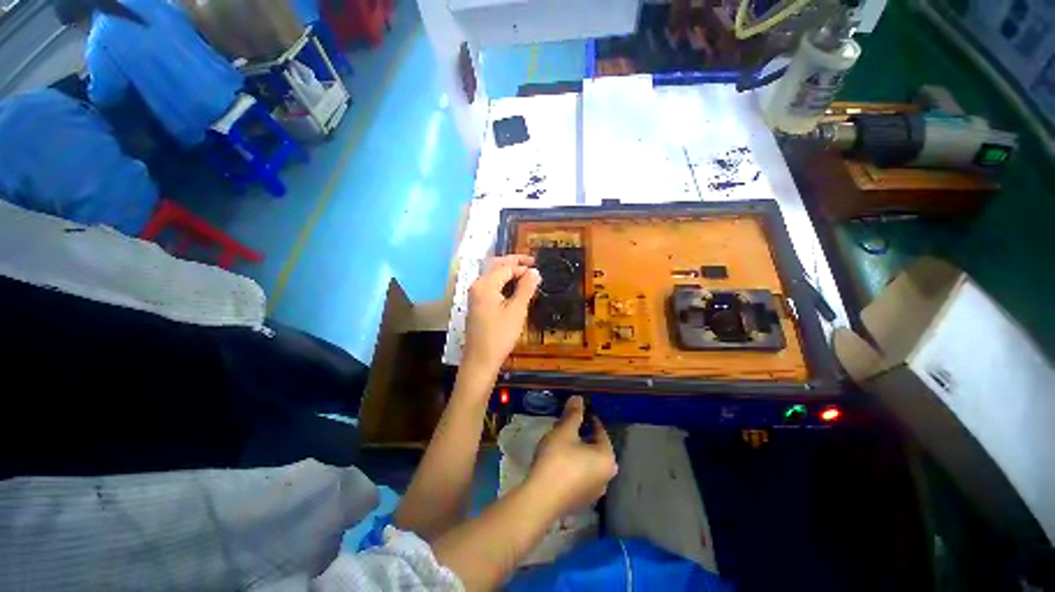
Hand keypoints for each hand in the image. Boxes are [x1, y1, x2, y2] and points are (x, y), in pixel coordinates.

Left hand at [463, 255, 539, 373]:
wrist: (481, 359)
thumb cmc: (500, 334)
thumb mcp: (517, 310)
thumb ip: (526, 288)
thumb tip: (534, 271)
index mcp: (485, 284)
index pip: (505, 267)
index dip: (522, 267)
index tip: (538, 270)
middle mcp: (477, 285)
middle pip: (496, 266)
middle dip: (513, 262)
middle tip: (531, 262)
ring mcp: (476, 295)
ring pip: (493, 275)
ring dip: (508, 271)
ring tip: (525, 272)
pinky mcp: (478, 304)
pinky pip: (491, 286)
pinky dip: (503, 282)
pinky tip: (514, 287)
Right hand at [528, 397, 617, 515]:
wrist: (540, 499)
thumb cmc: (557, 460)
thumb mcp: (565, 431)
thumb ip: (574, 414)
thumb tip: (578, 398)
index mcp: (607, 459)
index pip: (601, 432)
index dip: (589, 419)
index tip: (578, 411)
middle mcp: (607, 477)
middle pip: (595, 448)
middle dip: (582, 434)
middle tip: (566, 425)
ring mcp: (595, 493)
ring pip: (588, 463)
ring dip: (577, 450)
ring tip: (561, 440)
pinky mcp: (581, 501)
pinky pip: (581, 476)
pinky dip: (574, 465)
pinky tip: (558, 461)